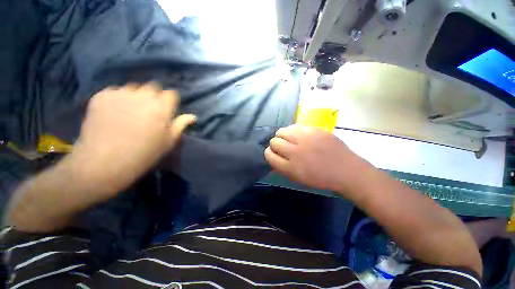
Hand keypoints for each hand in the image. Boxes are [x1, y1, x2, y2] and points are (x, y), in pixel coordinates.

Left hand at [71, 83, 195, 192]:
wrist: (106, 161)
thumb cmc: (146, 152)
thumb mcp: (170, 140)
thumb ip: (181, 124)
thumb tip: (193, 116)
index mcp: (162, 106)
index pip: (171, 93)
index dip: (170, 101)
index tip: (168, 109)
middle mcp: (143, 95)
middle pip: (153, 87)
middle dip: (154, 95)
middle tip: (150, 110)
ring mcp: (120, 93)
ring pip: (133, 87)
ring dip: (136, 95)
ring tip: (131, 109)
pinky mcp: (101, 96)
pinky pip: (115, 91)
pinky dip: (118, 98)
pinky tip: (114, 111)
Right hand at [265, 125, 374, 194]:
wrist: (346, 170)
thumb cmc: (321, 178)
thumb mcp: (298, 178)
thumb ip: (283, 167)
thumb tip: (273, 156)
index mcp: (291, 167)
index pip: (269, 155)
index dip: (268, 153)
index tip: (273, 153)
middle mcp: (295, 151)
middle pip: (274, 141)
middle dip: (274, 144)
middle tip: (282, 146)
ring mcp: (305, 138)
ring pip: (282, 131)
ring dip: (282, 135)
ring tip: (289, 139)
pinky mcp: (314, 130)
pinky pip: (295, 126)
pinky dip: (293, 131)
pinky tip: (299, 135)